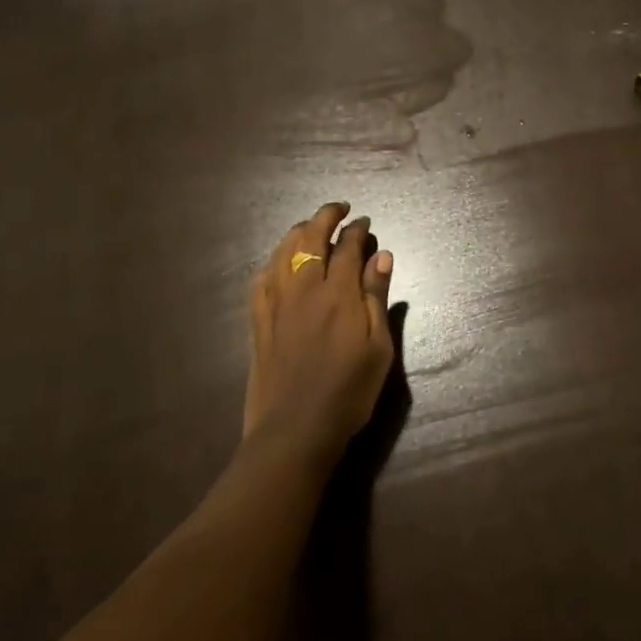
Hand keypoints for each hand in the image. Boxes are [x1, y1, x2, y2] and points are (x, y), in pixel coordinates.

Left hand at [244, 203, 395, 458]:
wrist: (295, 429)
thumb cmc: (348, 392)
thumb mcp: (378, 348)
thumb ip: (377, 298)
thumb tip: (381, 255)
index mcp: (338, 294)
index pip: (347, 246)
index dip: (357, 229)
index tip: (365, 222)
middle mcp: (304, 288)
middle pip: (311, 236)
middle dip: (326, 216)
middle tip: (340, 210)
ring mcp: (276, 301)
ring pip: (283, 250)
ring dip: (300, 231)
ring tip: (313, 228)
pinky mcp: (258, 318)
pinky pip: (262, 276)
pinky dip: (274, 259)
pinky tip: (281, 262)